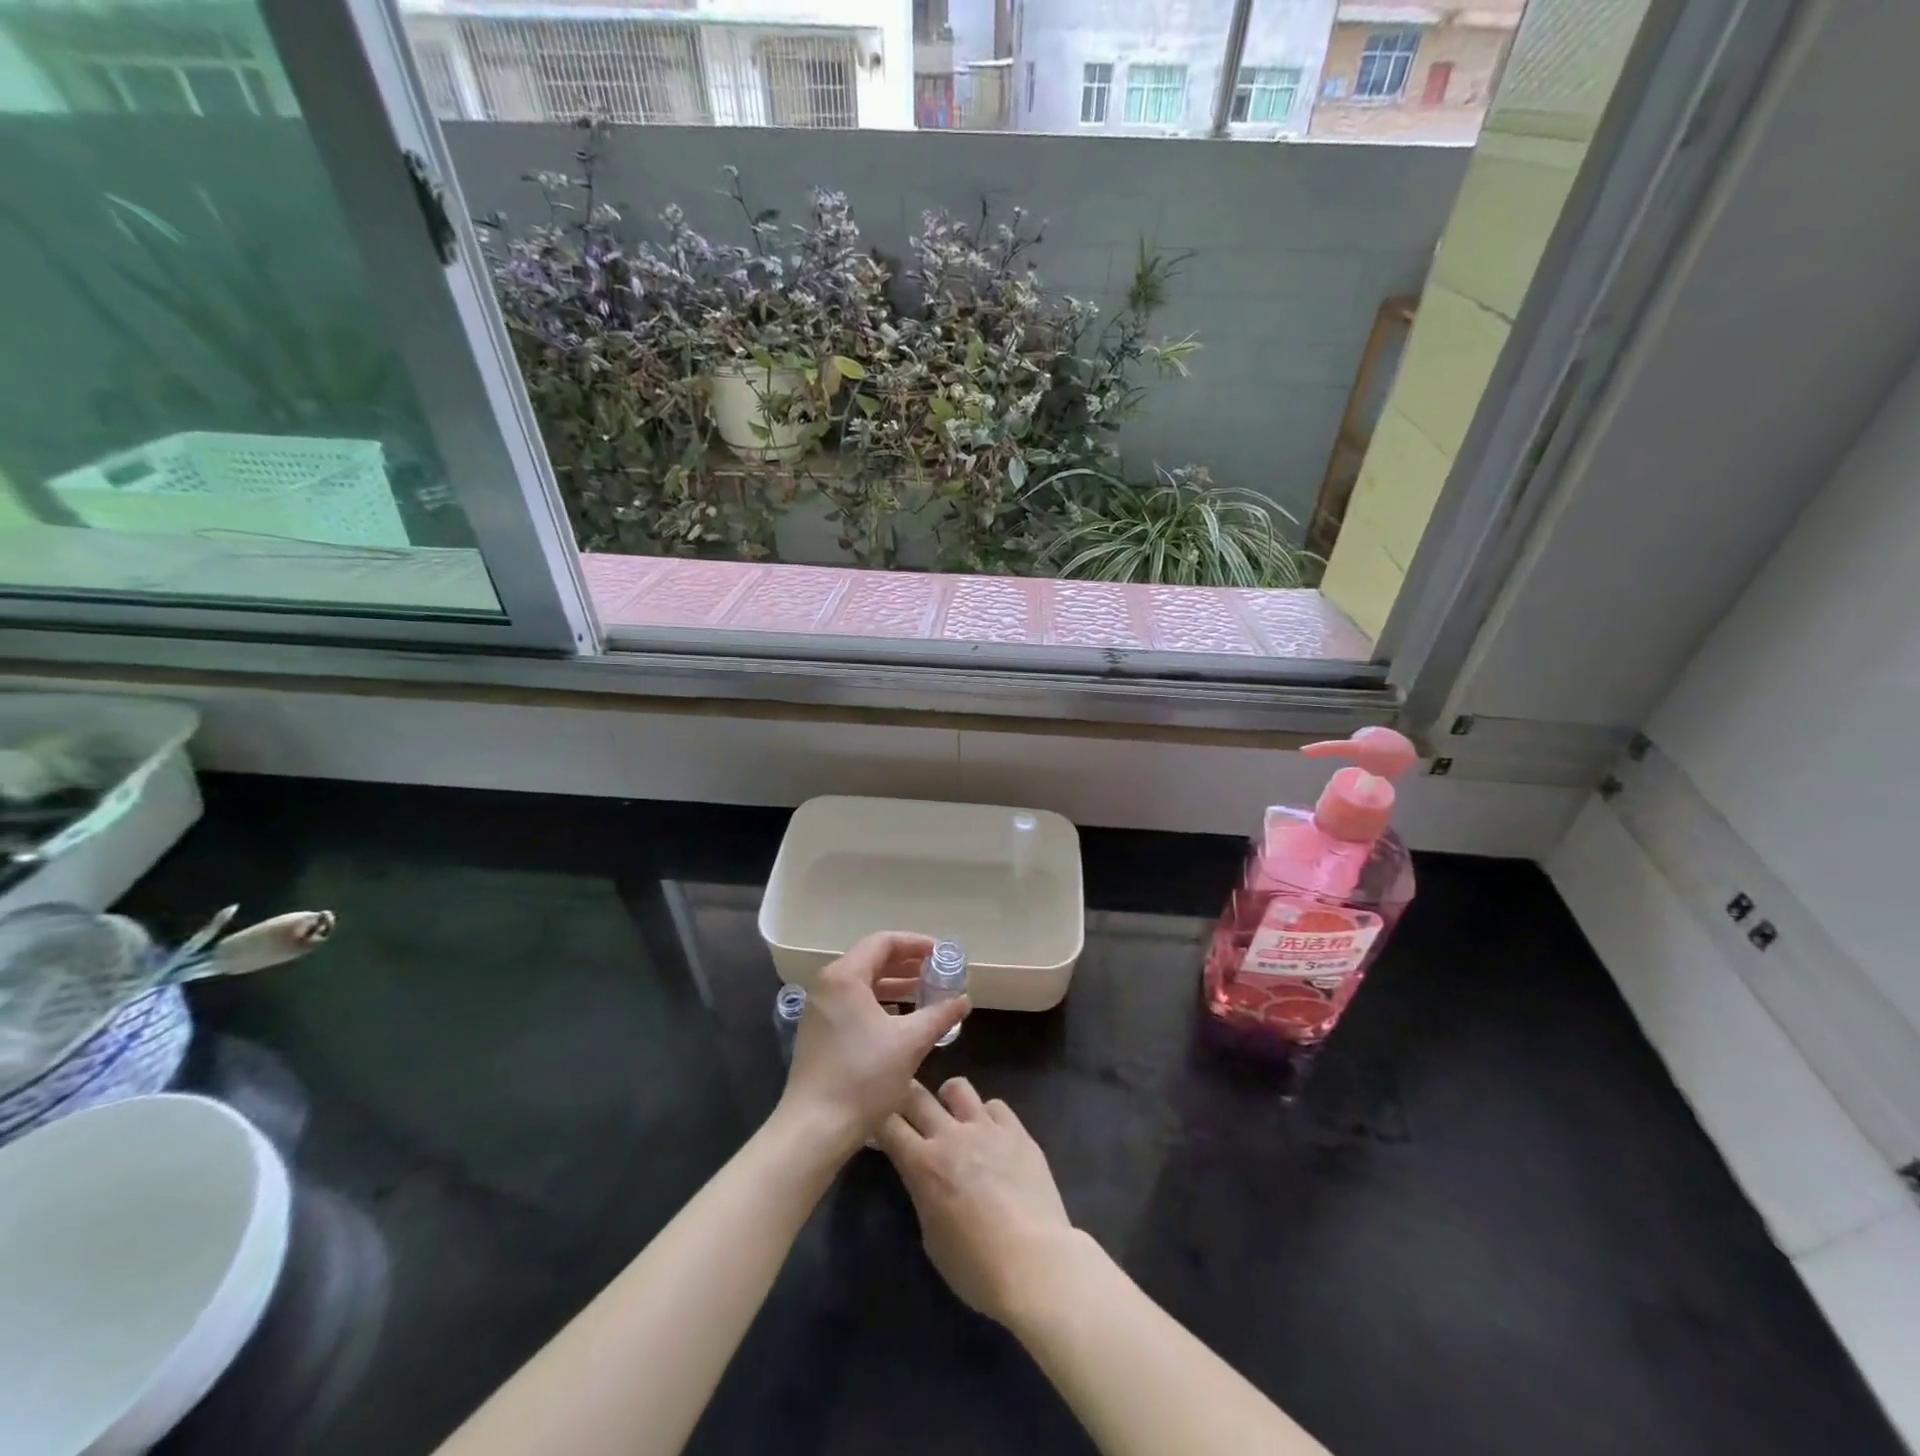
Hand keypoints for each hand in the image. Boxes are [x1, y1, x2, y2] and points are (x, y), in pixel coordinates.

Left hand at [777, 932, 968, 1158]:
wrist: (815, 1128)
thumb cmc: (864, 1077)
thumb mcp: (910, 1043)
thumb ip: (940, 1014)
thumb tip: (963, 1000)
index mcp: (845, 977)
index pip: (883, 942)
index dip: (915, 944)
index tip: (941, 953)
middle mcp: (828, 985)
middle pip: (871, 959)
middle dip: (907, 963)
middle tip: (937, 971)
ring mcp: (820, 1009)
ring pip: (862, 983)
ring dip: (894, 984)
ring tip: (925, 992)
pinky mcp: (819, 1032)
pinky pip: (853, 1003)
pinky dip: (879, 1003)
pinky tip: (900, 1019)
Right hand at [878, 1078, 1076, 1326]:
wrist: (1034, 1263)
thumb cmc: (975, 1266)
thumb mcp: (932, 1237)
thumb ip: (924, 1195)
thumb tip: (926, 1178)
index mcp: (923, 1164)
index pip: (887, 1124)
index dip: (878, 1120)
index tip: (875, 1121)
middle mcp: (950, 1135)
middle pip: (917, 1096)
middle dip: (904, 1094)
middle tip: (903, 1101)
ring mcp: (986, 1128)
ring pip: (958, 1087)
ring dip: (948, 1097)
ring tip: (951, 1111)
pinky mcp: (1017, 1131)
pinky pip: (996, 1106)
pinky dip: (987, 1115)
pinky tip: (991, 1132)